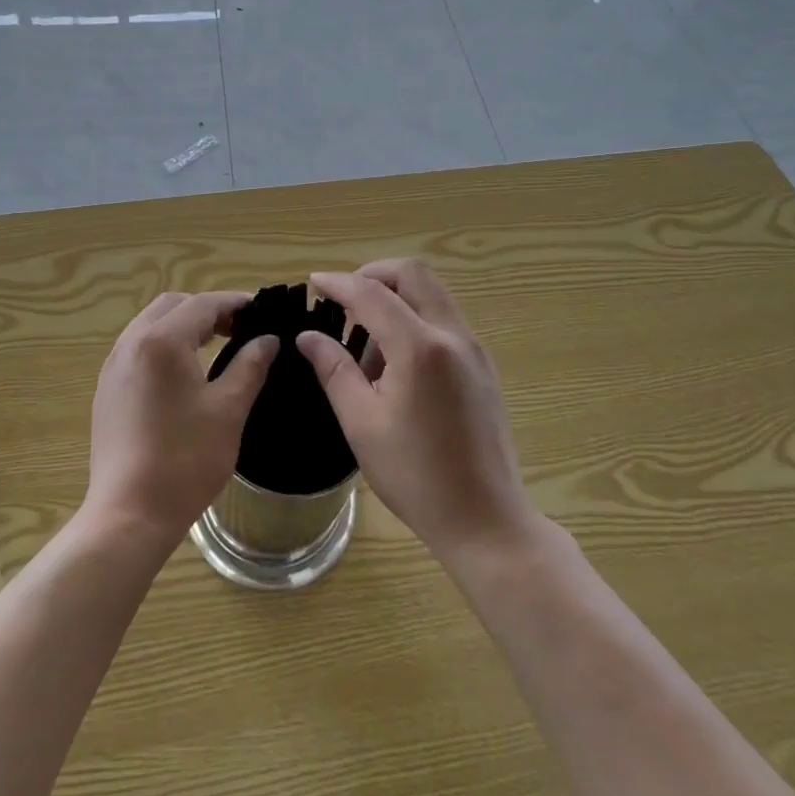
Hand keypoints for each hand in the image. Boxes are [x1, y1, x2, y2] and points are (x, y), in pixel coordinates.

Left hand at [83, 291, 277, 549]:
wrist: (129, 514)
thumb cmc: (185, 460)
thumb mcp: (228, 410)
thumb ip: (249, 366)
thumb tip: (268, 339)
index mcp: (161, 341)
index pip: (202, 304)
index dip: (235, 302)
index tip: (262, 310)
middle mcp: (131, 344)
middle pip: (172, 306)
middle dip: (207, 310)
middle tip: (240, 328)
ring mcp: (113, 366)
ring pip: (151, 325)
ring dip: (184, 325)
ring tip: (216, 345)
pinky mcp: (107, 389)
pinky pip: (138, 348)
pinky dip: (164, 344)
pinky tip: (184, 372)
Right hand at [298, 261, 537, 562]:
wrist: (486, 521)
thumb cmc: (416, 476)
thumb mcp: (362, 424)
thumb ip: (334, 370)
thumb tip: (308, 336)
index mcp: (420, 348)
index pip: (372, 293)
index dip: (339, 283)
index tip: (313, 282)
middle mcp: (452, 335)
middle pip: (413, 274)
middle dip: (374, 275)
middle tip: (345, 300)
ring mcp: (473, 349)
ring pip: (432, 293)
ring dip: (396, 298)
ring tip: (367, 345)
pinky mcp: (482, 366)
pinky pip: (444, 319)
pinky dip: (415, 319)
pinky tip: (395, 363)